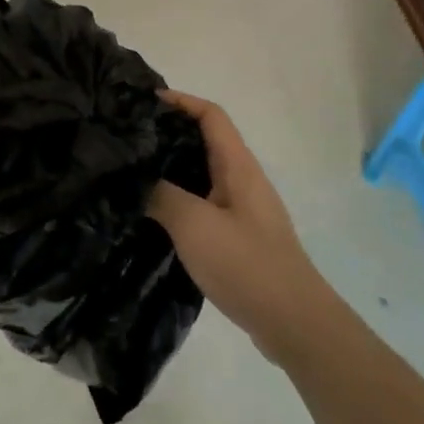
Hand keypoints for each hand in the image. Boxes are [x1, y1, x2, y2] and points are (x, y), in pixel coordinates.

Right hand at [148, 91, 338, 366]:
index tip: (144, 101)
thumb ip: (161, 194)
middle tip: (130, 137)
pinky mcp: (239, 238)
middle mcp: (243, 180)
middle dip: (169, 133)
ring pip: (203, 175)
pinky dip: (180, 199)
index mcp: (238, 166)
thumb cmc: (245, 263)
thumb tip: (136, 177)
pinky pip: (205, 204)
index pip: (210, 115)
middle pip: (205, 142)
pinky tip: (154, 215)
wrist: (293, 322)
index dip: (180, 101)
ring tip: (134, 172)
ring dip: (172, 169)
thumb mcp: (193, 224)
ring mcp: (243, 210)